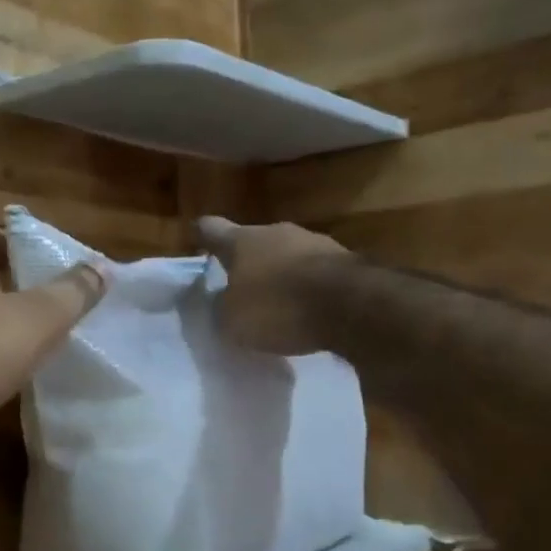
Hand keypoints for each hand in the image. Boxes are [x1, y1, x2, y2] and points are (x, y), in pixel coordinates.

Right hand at [196, 216, 349, 356]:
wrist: (354, 306)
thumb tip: (221, 302)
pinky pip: (317, 273)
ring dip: (281, 273)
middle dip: (246, 261)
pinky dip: (309, 287)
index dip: (202, 235)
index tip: (195, 237)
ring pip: (288, 255)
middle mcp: (277, 232)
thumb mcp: (233, 321)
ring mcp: (316, 242)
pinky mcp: (347, 261)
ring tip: (278, 303)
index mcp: (242, 241)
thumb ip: (221, 309)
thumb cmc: (279, 307)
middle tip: (240, 286)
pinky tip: (309, 310)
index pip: (211, 229)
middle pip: (254, 242)